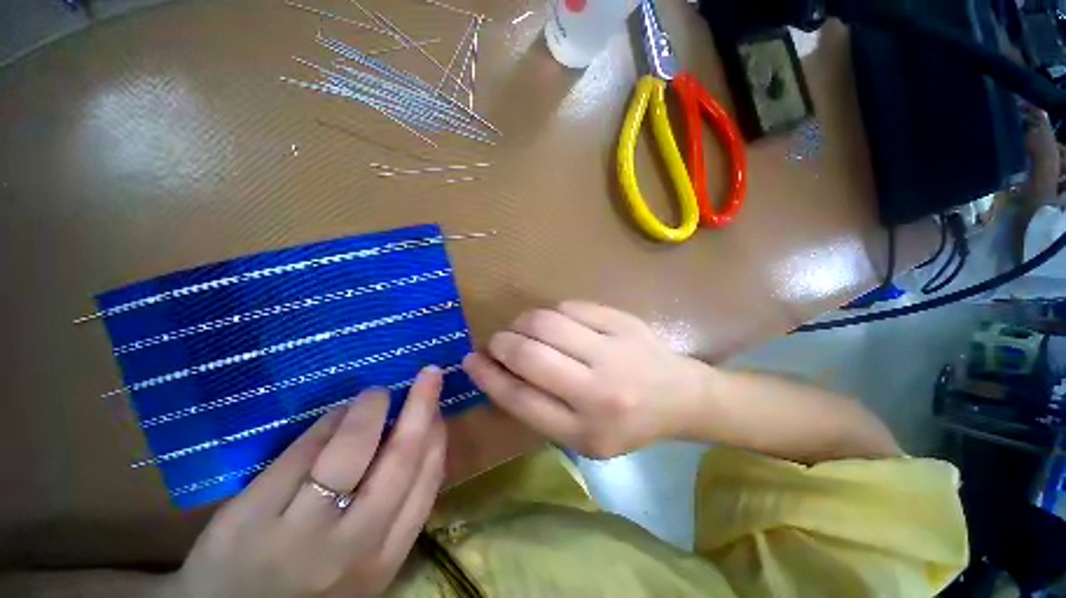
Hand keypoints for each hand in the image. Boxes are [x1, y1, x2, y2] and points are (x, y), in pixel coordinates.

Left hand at [163, 367, 446, 597]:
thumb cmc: (307, 585)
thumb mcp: (362, 563)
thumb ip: (391, 511)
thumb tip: (418, 437)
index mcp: (383, 557)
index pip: (426, 483)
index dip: (437, 437)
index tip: (438, 410)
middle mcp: (351, 547)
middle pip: (399, 460)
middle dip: (421, 407)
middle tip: (430, 374)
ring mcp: (299, 534)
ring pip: (350, 451)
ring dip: (370, 410)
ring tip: (376, 394)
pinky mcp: (252, 517)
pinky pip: (302, 454)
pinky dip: (327, 424)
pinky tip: (335, 415)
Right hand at [463, 302, 706, 458]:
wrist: (680, 396)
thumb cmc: (626, 423)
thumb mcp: (581, 437)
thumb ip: (539, 408)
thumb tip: (496, 370)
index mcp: (585, 431)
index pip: (521, 399)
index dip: (488, 376)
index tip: (470, 360)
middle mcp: (598, 392)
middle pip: (530, 355)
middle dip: (502, 343)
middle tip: (497, 341)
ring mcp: (613, 351)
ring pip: (546, 322)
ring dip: (523, 322)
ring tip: (522, 328)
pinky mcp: (622, 322)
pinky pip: (570, 307)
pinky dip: (552, 313)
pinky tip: (555, 322)